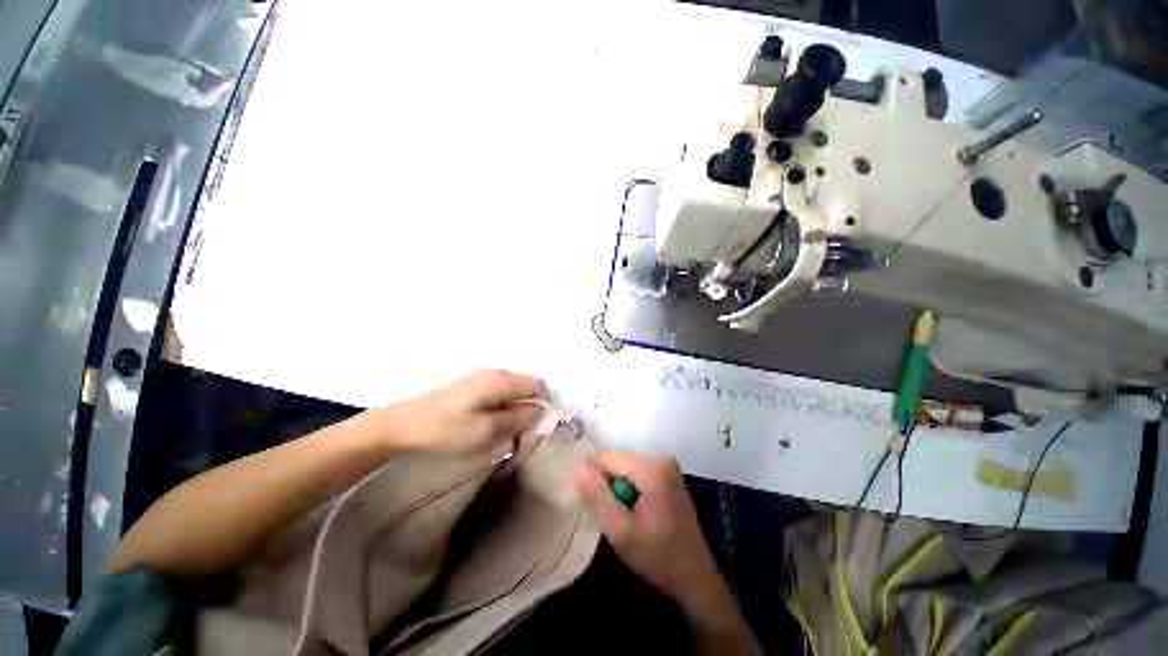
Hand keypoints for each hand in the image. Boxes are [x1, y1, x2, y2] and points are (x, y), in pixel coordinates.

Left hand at [378, 369, 547, 454]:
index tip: (536, 427)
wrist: (401, 425)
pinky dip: (500, 408)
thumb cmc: (446, 429)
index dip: (543, 403)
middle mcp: (494, 373)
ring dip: (513, 410)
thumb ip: (518, 420)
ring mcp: (480, 377)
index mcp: (501, 380)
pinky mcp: (469, 385)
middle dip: (527, 409)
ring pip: (510, 392)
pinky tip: (486, 425)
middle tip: (518, 434)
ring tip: (501, 433)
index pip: (537, 384)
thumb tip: (540, 411)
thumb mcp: (486, 431)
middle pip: (524, 387)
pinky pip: (496, 394)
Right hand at [572, 452, 723, 608]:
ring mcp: (668, 468)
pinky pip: (638, 476)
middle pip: (618, 462)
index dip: (594, 478)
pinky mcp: (669, 478)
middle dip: (607, 486)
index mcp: (652, 468)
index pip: (607, 458)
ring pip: (626, 470)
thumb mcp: (620, 531)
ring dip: (618, 491)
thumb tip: (577, 467)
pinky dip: (630, 492)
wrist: (695, 580)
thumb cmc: (658, 557)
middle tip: (609, 517)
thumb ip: (597, 496)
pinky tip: (636, 516)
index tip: (590, 505)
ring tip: (623, 519)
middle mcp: (661, 460)